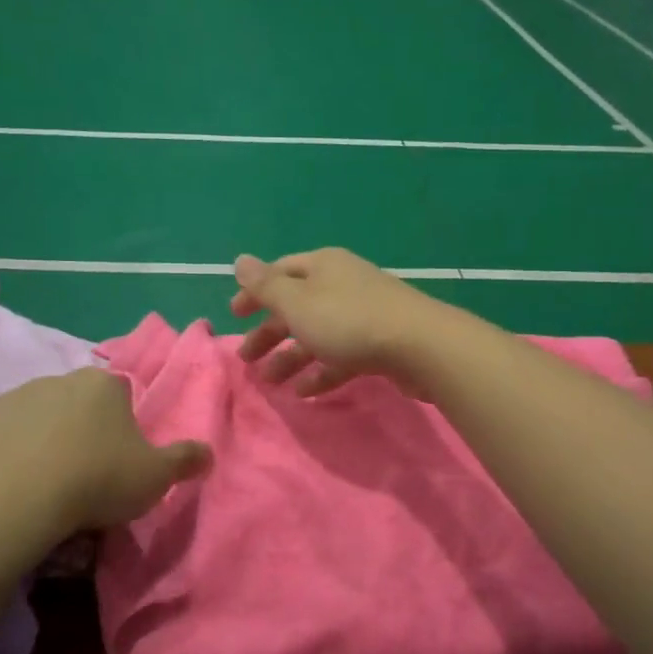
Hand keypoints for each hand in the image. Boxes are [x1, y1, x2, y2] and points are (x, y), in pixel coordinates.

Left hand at [0, 368, 210, 530]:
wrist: (14, 496)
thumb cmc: (96, 478)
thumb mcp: (155, 476)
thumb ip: (185, 460)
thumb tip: (209, 453)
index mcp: (104, 384)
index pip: (122, 393)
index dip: (124, 425)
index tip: (121, 457)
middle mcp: (60, 379)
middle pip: (79, 402)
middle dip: (84, 430)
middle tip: (87, 474)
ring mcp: (15, 398)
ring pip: (40, 418)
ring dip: (46, 441)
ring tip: (48, 486)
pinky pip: (5, 437)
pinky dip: (12, 455)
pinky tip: (16, 487)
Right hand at [230, 249, 451, 396]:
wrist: (419, 346)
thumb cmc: (348, 320)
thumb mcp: (297, 303)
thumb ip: (266, 286)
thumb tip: (239, 260)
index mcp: (321, 267)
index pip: (279, 274)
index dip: (254, 293)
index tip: (233, 316)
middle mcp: (341, 284)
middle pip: (296, 307)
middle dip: (269, 333)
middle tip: (246, 360)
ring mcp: (362, 314)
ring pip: (317, 335)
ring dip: (290, 357)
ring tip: (271, 383)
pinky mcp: (378, 343)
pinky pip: (340, 356)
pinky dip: (320, 372)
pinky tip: (304, 393)